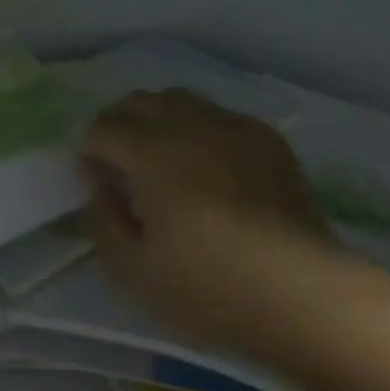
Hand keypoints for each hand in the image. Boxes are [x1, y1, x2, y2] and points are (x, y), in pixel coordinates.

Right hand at [80, 88, 335, 356]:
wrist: (300, 290)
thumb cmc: (209, 287)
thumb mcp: (134, 271)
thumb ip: (102, 221)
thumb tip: (98, 187)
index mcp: (150, 151)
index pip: (103, 127)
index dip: (88, 149)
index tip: (92, 178)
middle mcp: (188, 123)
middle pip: (139, 101)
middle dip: (119, 123)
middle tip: (120, 162)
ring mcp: (231, 125)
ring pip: (181, 100)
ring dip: (159, 118)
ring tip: (164, 157)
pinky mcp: (265, 137)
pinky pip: (220, 116)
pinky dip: (201, 130)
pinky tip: (211, 166)